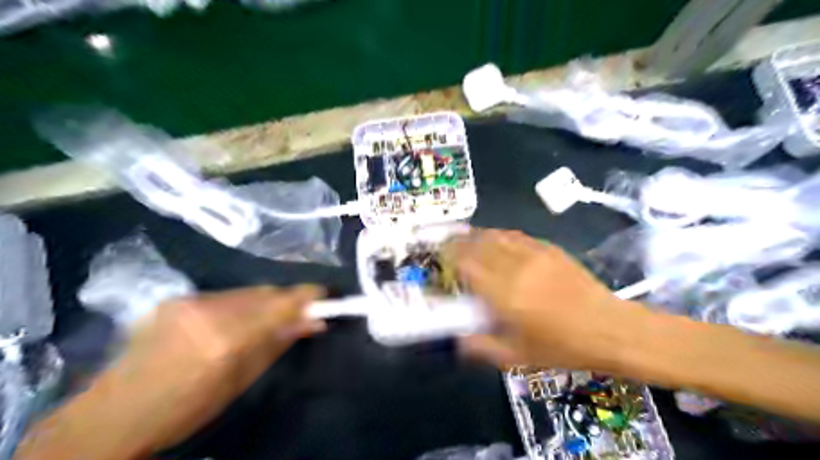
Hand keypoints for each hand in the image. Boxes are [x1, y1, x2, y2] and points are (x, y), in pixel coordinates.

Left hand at [14, 286, 323, 457]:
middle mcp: (207, 312)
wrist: (114, 414)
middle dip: (284, 300)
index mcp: (225, 340)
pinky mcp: (175, 299)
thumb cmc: (187, 408)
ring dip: (261, 302)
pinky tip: (233, 321)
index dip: (305, 296)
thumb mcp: (240, 381)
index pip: (278, 305)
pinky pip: (223, 296)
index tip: (325, 295)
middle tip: (299, 312)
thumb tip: (314, 322)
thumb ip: (278, 343)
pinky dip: (238, 304)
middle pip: (263, 293)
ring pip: (244, 292)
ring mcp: (188, 302)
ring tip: (266, 320)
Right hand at [449, 231, 639, 373]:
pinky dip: (499, 236)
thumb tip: (457, 340)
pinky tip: (498, 241)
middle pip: (476, 242)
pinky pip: (516, 235)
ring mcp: (533, 253)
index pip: (465, 262)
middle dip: (457, 241)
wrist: (608, 328)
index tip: (440, 259)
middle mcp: (514, 266)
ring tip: (468, 240)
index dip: (448, 256)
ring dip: (477, 236)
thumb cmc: (561, 346)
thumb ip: (481, 346)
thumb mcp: (516, 356)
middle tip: (448, 246)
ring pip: (495, 234)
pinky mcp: (549, 248)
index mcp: (503, 293)